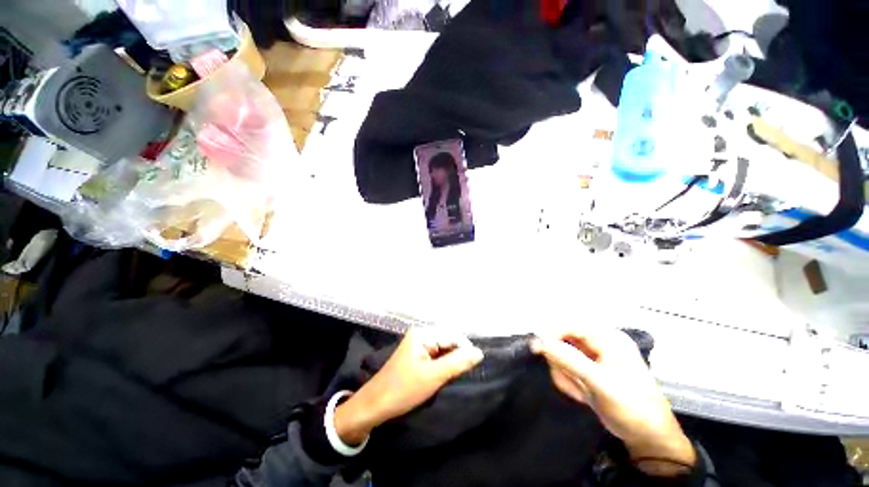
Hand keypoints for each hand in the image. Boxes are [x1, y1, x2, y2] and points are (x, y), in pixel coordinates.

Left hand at [334, 328, 483, 445]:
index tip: (475, 367)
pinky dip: (444, 366)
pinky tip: (448, 376)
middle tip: (467, 374)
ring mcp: (419, 346)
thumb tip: (479, 352)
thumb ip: (457, 363)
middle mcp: (422, 335)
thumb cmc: (403, 389)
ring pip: (444, 351)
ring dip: (451, 363)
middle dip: (458, 356)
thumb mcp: (433, 376)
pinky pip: (437, 357)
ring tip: (459, 376)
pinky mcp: (418, 357)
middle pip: (448, 342)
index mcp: (423, 333)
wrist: (374, 406)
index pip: (452, 335)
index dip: (465, 350)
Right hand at [532, 327, 695, 475]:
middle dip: (562, 363)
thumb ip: (568, 359)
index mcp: (607, 338)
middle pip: (562, 341)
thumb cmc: (631, 406)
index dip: (551, 335)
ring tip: (581, 392)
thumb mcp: (599, 382)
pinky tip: (582, 395)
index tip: (538, 349)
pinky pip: (566, 369)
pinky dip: (569, 381)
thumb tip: (539, 342)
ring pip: (561, 356)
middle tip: (572, 382)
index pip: (569, 325)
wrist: (648, 438)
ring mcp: (593, 357)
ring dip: (565, 375)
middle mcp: (599, 343)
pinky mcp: (588, 371)